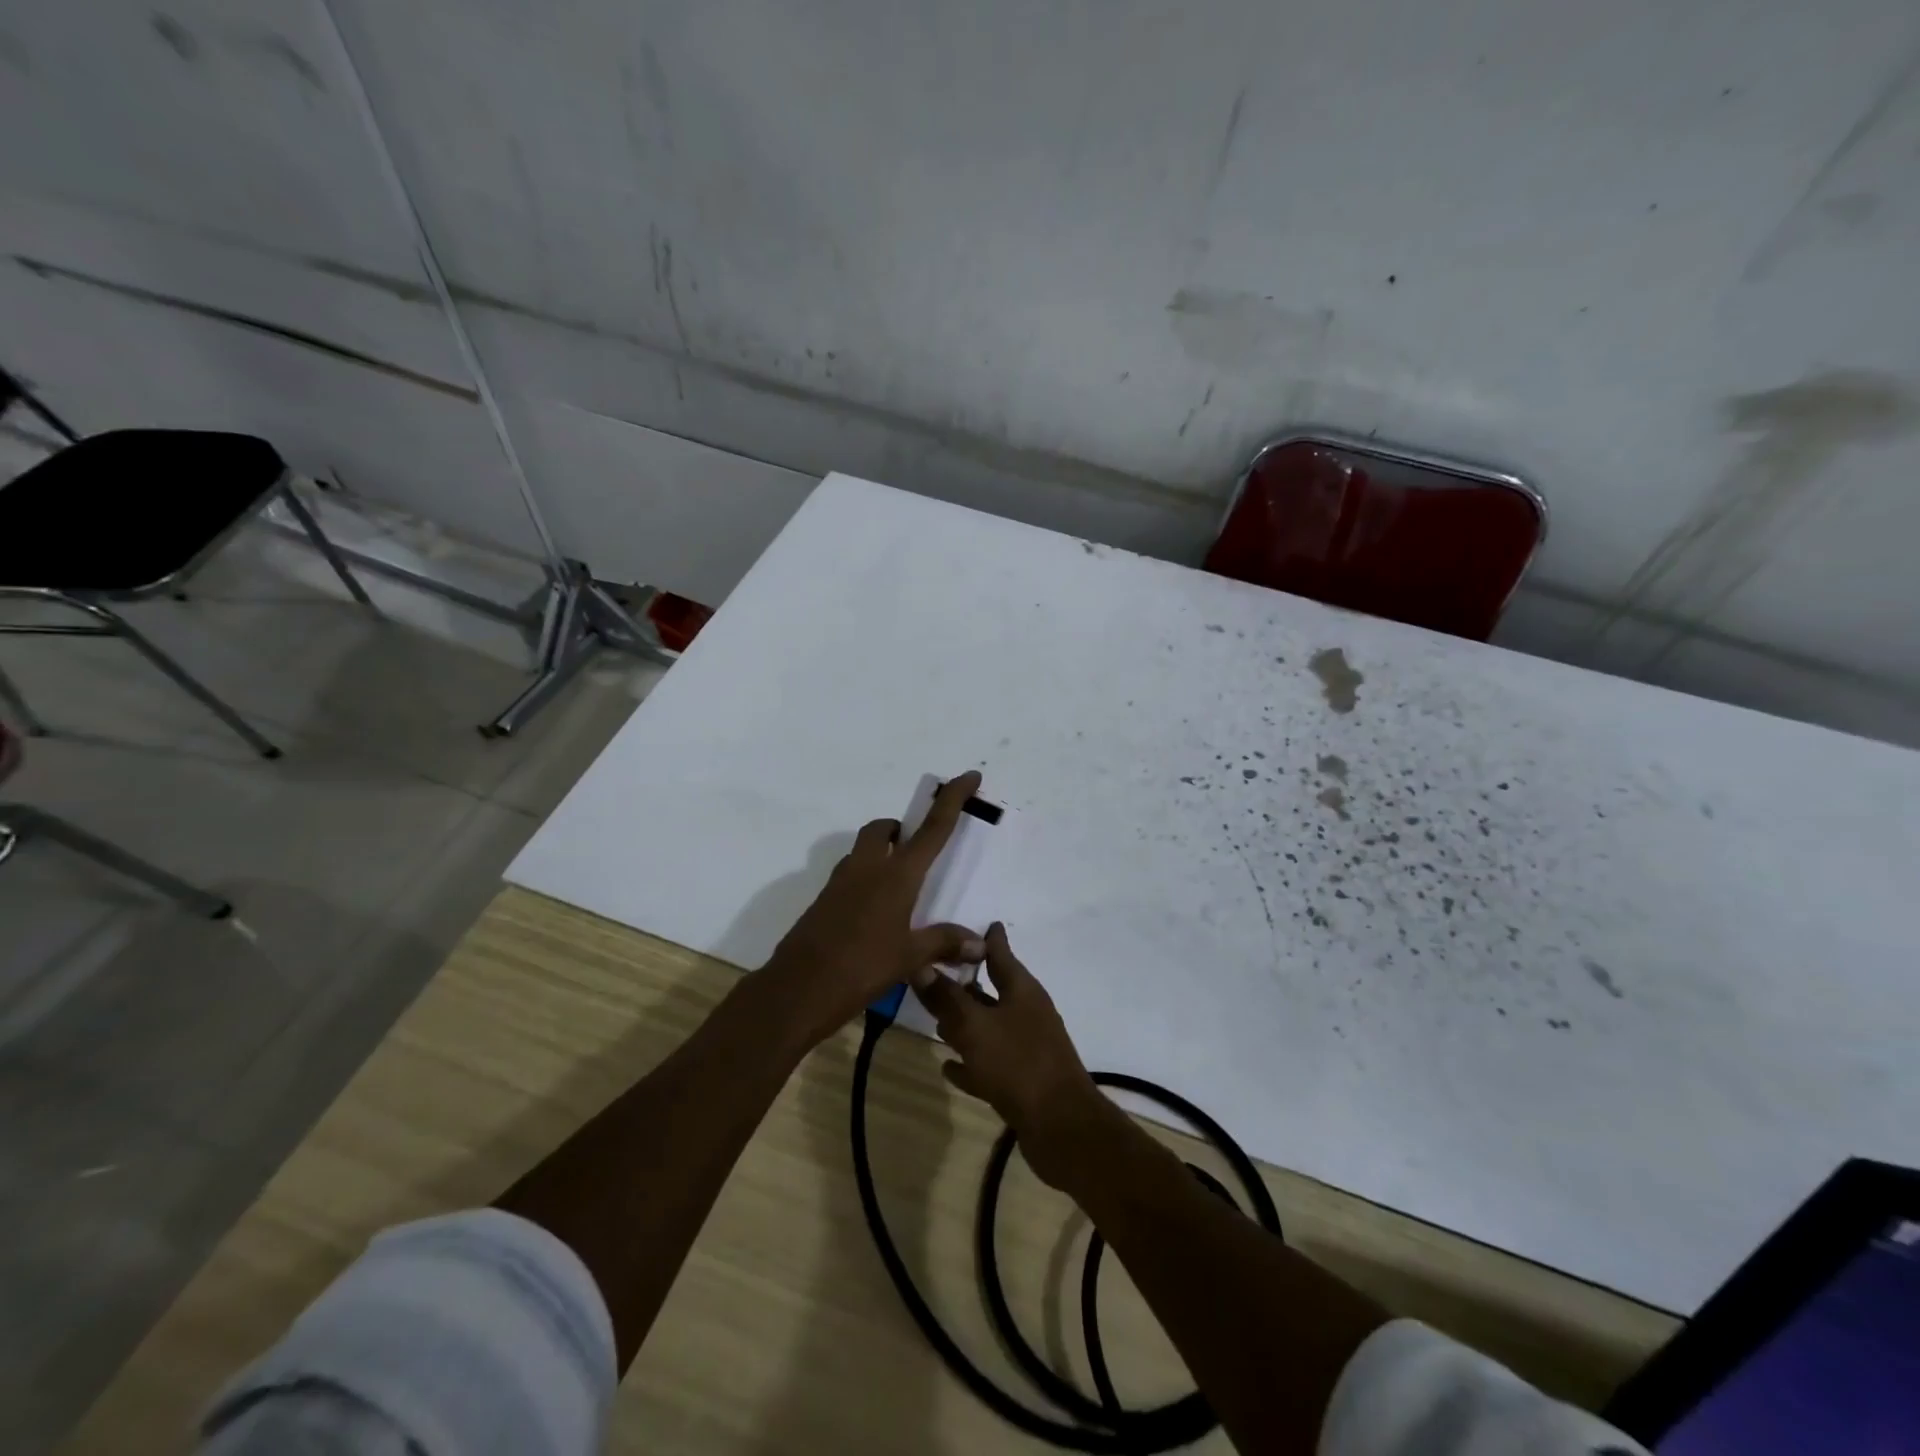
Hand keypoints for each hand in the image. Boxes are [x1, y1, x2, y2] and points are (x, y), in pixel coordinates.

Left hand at [761, 771, 986, 1045]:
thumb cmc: (861, 968)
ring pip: (863, 850)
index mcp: (897, 875)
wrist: (797, 989)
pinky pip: (850, 875)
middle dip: (901, 830)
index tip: (968, 776)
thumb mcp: (909, 958)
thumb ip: (944, 943)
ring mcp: (840, 882)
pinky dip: (865, 880)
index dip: (952, 799)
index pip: (933, 828)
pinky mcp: (824, 900)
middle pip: (884, 829)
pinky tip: (874, 915)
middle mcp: (868, 868)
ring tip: (899, 889)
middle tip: (916, 850)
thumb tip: (979, 942)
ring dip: (881, 853)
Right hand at [913, 923, 1113, 1189]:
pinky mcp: (1023, 1081)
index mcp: (1022, 991)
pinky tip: (949, 1068)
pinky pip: (990, 1062)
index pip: (1000, 953)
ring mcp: (1027, 1048)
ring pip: (990, 1027)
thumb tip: (919, 964)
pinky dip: (972, 1061)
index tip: (978, 923)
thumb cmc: (1018, 1065)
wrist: (1062, 1128)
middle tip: (936, 974)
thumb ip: (946, 998)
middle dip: (966, 984)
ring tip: (936, 1021)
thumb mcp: (974, 1027)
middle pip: (992, 991)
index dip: (987, 939)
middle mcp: (1027, 1013)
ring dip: (966, 1023)